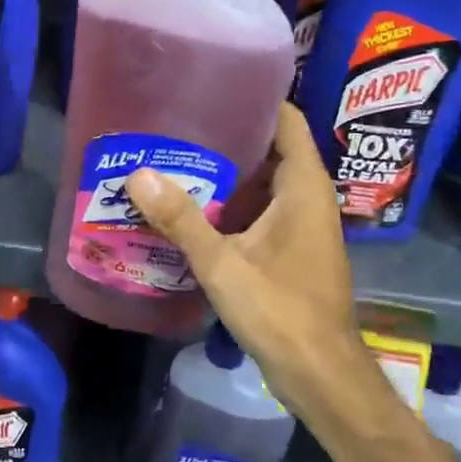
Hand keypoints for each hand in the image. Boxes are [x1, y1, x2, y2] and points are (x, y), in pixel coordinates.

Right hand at [123, 104, 358, 411]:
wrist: (322, 376)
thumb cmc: (282, 312)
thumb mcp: (224, 263)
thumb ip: (182, 220)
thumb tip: (138, 174)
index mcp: (303, 187)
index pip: (287, 120)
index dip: (256, 98)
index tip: (212, 85)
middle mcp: (307, 198)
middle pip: (270, 148)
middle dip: (228, 134)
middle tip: (178, 122)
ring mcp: (301, 226)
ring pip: (263, 182)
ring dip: (227, 172)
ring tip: (176, 156)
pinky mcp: (291, 250)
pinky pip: (260, 210)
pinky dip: (231, 203)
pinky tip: (192, 207)